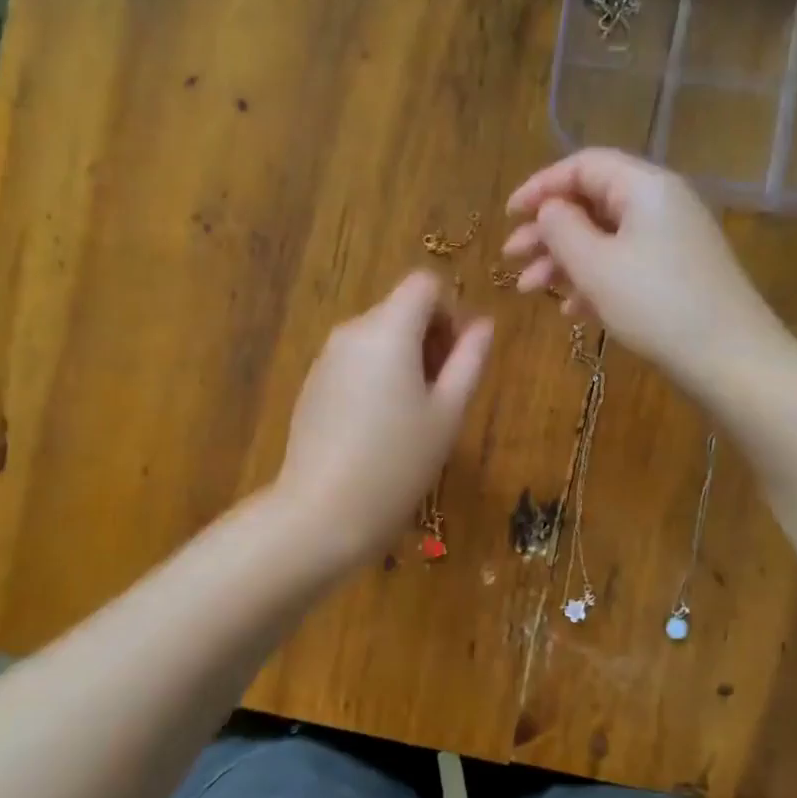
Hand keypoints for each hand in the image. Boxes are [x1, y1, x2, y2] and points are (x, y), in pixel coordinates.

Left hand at [274, 271, 492, 566]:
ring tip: (415, 416)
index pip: (424, 284)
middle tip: (444, 394)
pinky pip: (355, 361)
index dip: (450, 311)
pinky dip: (376, 376)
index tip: (457, 358)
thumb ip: (469, 360)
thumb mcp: (448, 413)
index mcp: (388, 330)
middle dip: (430, 338)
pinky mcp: (313, 385)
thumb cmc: (398, 463)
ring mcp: (326, 358)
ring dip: (404, 359)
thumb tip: (483, 324)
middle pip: (400, 309)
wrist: (322, 513)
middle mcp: (352, 332)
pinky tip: (381, 427)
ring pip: (378, 337)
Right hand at [503, 149, 778, 389]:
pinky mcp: (677, 275)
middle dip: (547, 231)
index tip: (509, 215)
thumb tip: (549, 209)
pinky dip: (593, 281)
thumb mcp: (596, 265)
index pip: (584, 166)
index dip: (540, 186)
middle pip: (592, 203)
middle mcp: (661, 205)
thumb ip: (561, 229)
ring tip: (530, 291)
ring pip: (605, 238)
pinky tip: (571, 311)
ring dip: (564, 261)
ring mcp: (672, 241)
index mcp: (645, 187)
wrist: (730, 360)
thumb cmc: (656, 305)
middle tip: (511, 259)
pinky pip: (625, 265)